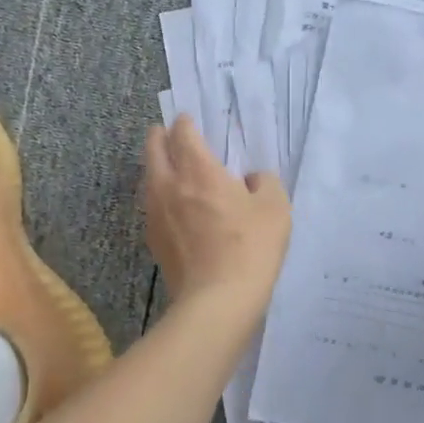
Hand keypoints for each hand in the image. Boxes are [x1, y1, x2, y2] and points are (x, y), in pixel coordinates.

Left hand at [143, 115, 291, 308]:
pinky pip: (152, 204)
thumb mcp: (275, 208)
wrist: (216, 301)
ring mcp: (156, 213)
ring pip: (148, 177)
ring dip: (158, 166)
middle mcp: (169, 185)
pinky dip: (160, 195)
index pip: (183, 133)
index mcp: (198, 170)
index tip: (191, 121)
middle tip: (173, 136)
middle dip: (161, 136)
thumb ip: (265, 182)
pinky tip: (175, 206)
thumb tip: (251, 179)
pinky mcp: (153, 239)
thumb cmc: (250, 247)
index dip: (186, 123)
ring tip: (173, 169)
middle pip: (154, 148)